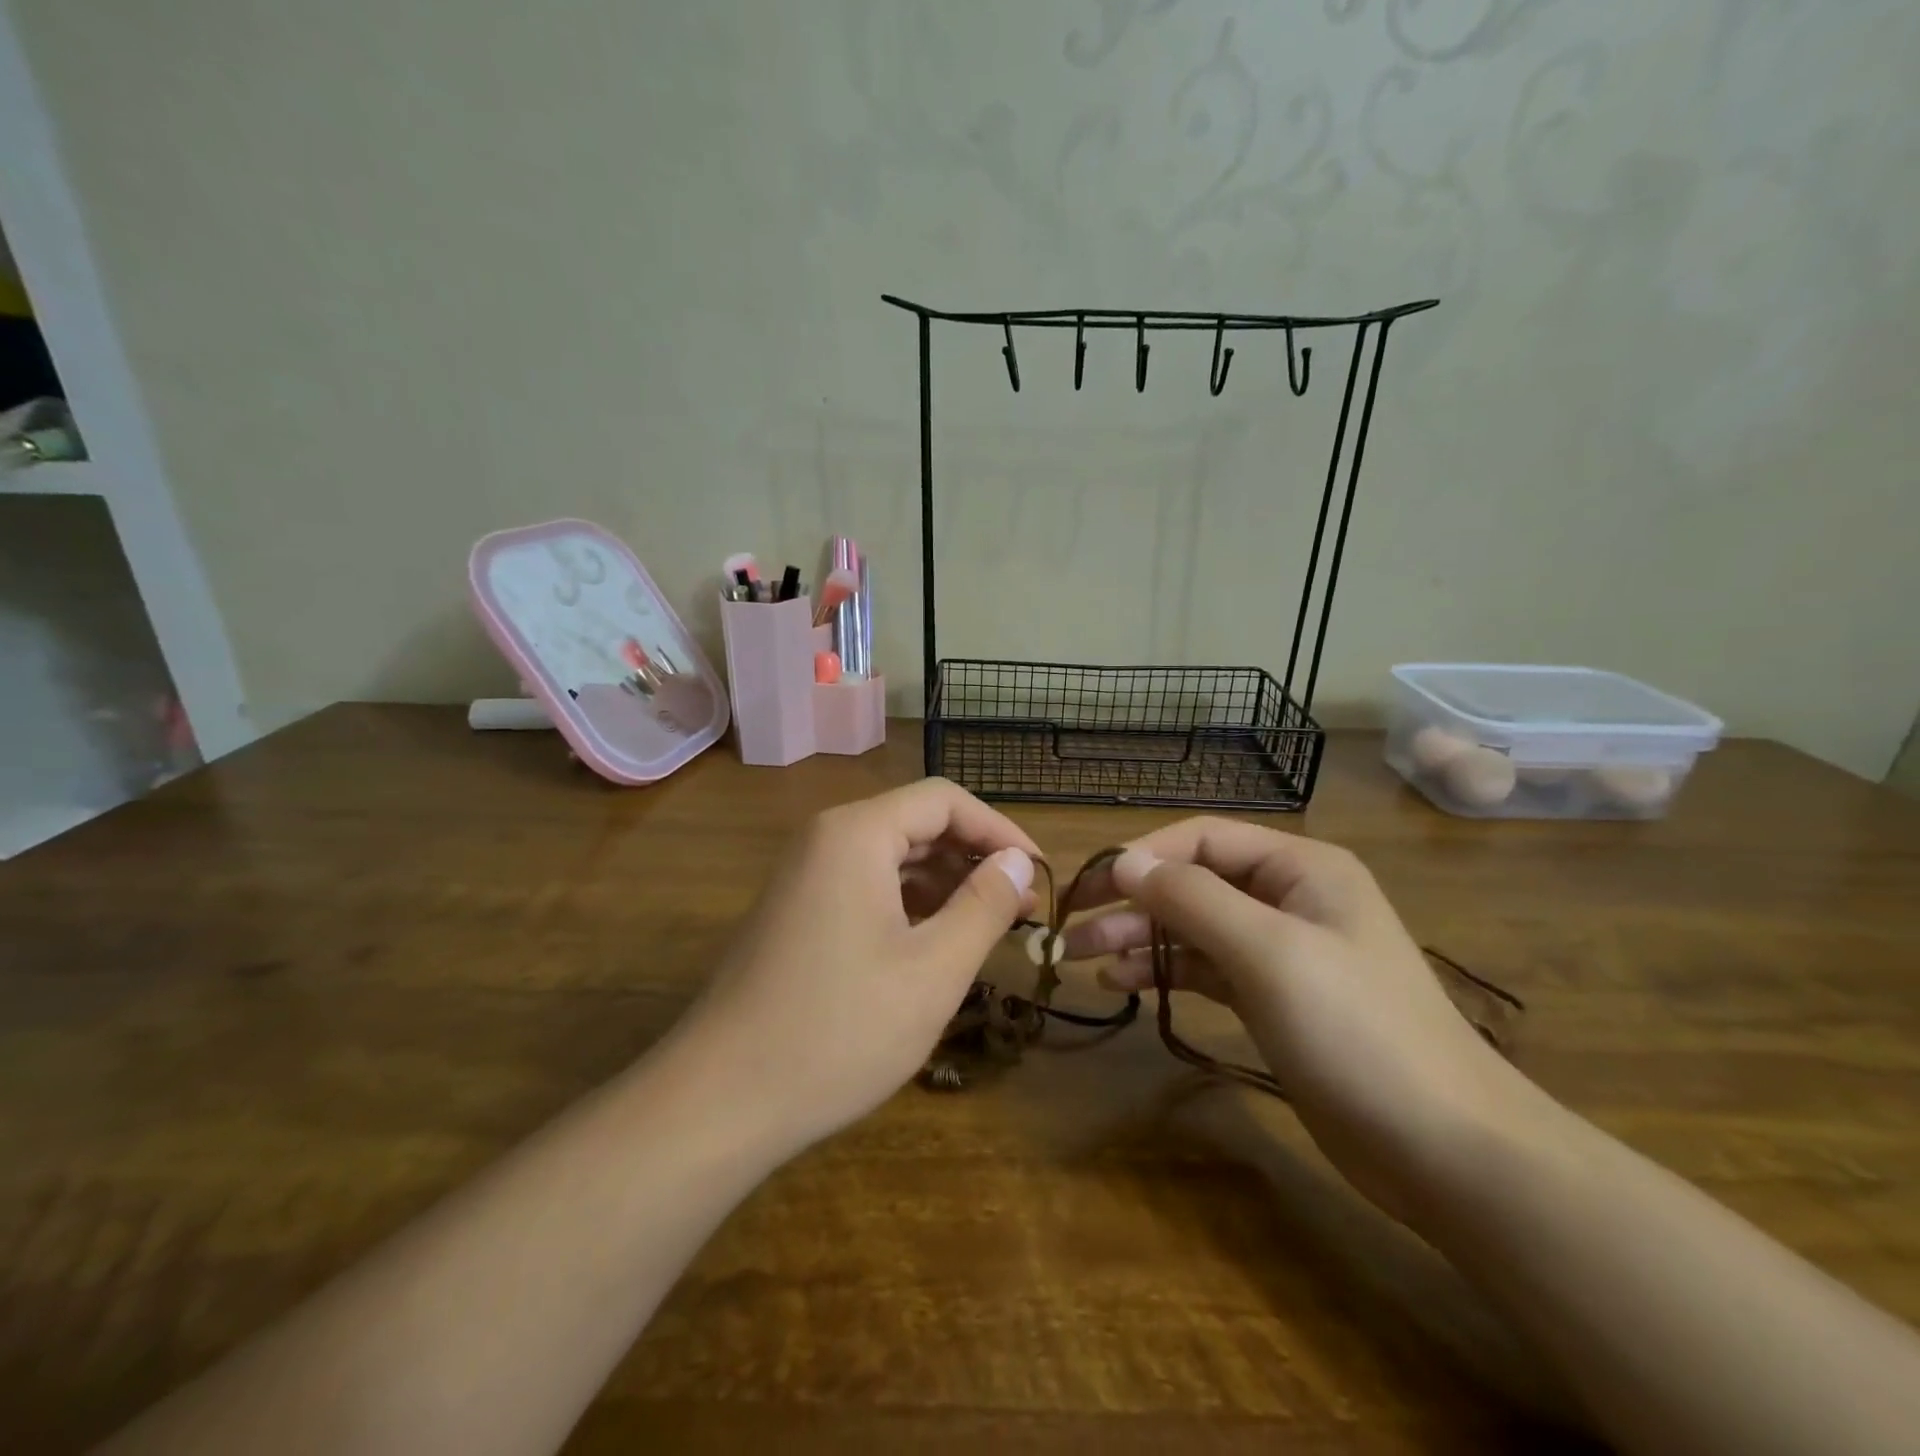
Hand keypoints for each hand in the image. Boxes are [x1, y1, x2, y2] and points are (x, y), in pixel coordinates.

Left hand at [677, 779, 1037, 1154]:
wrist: (719, 1101)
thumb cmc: (839, 1030)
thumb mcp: (933, 969)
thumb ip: (984, 904)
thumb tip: (1019, 861)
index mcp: (856, 833)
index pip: (945, 801)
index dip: (1000, 830)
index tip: (1041, 873)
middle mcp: (825, 839)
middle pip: (916, 823)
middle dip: (974, 858)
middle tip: (1023, 906)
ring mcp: (804, 876)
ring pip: (892, 857)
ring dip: (944, 884)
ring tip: (988, 927)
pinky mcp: (796, 912)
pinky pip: (865, 887)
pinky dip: (909, 904)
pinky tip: (935, 943)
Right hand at [1062, 819, 1550, 1224]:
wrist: (1447, 1149)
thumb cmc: (1356, 1031)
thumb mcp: (1268, 952)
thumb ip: (1192, 898)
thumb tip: (1125, 861)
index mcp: (1299, 867)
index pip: (1201, 839)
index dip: (1142, 857)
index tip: (1089, 889)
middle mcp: (1289, 897)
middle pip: (1193, 883)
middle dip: (1132, 903)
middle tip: (1072, 929)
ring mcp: (1283, 950)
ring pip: (1194, 928)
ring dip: (1141, 939)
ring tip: (1085, 959)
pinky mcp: (1275, 998)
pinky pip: (1207, 968)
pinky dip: (1166, 971)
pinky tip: (1125, 984)